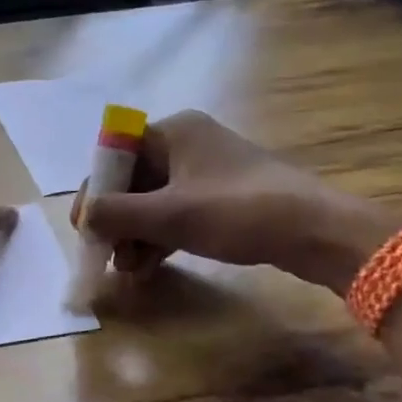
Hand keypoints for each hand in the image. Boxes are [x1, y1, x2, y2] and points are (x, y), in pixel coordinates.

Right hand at [71, 111, 401, 292]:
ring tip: (128, 270)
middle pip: (134, 180)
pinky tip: (149, 265)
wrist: (317, 231)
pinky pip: (178, 212)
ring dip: (136, 233)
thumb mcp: (169, 215)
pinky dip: (160, 236)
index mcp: (173, 131)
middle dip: (117, 220)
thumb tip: (84, 218)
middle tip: (106, 255)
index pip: (115, 156)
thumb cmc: (237, 212)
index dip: (95, 192)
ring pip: (155, 200)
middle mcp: (187, 143)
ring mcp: (207, 170)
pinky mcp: (224, 196)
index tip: (84, 229)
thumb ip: (117, 214)